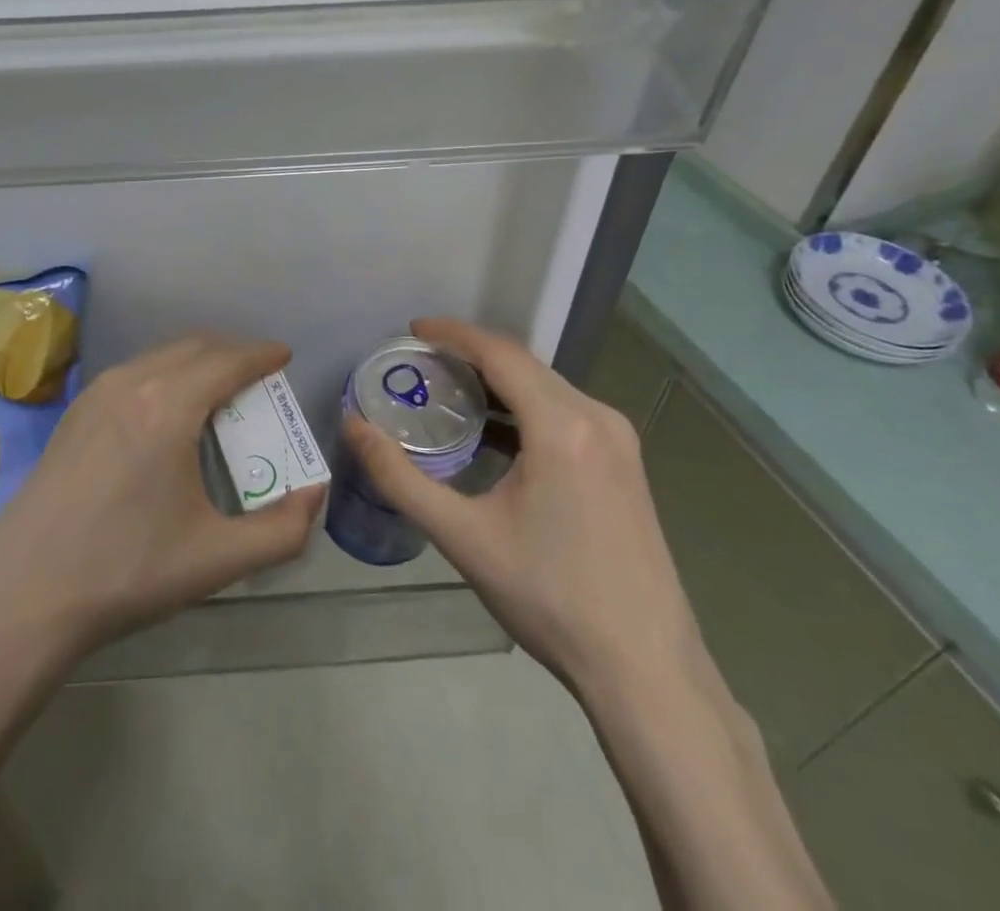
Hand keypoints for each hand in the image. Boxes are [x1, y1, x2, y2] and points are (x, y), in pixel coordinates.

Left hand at [0, 334, 324, 666]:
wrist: (24, 594)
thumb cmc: (126, 571)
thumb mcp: (216, 560)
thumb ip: (281, 531)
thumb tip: (313, 496)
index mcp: (169, 407)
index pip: (228, 360)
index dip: (262, 354)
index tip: (284, 356)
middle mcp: (132, 383)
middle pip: (195, 347)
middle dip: (232, 353)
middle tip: (258, 379)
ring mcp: (96, 394)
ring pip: (160, 356)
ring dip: (197, 362)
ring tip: (218, 393)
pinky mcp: (74, 412)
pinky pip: (134, 373)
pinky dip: (165, 374)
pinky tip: (167, 414)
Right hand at [341, 317, 702, 694]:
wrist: (646, 670)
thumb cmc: (550, 599)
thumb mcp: (463, 538)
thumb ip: (400, 478)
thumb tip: (353, 427)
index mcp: (563, 426)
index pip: (500, 353)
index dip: (452, 334)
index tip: (411, 330)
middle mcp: (597, 418)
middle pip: (524, 364)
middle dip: (470, 354)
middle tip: (418, 362)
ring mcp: (618, 441)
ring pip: (546, 387)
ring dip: (497, 381)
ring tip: (447, 390)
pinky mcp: (624, 464)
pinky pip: (565, 412)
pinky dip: (524, 407)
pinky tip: (494, 433)